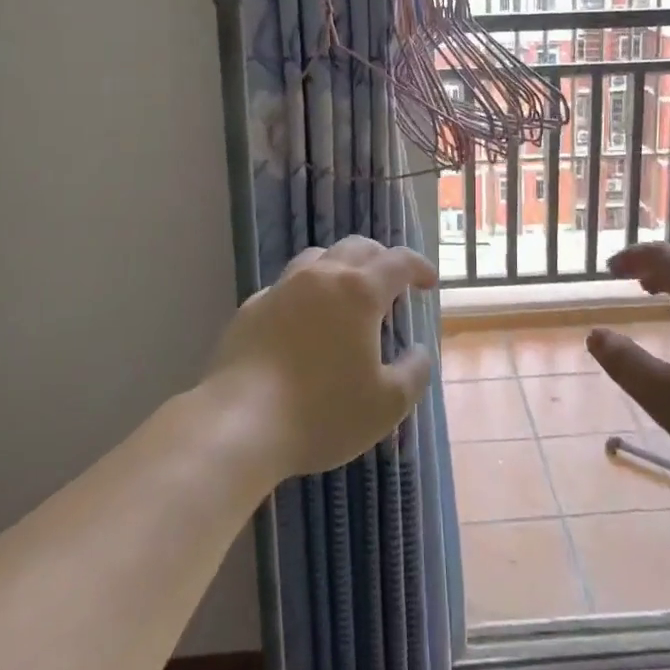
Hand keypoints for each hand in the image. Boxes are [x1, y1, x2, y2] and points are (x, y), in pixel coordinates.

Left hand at [206, 237, 437, 480]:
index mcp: (359, 292)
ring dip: (341, 266)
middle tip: (392, 283)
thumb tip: (418, 351)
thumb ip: (413, 373)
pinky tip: (304, 320)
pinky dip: (305, 292)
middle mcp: (321, 277)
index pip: (399, 262)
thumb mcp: (387, 405)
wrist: (240, 423)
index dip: (419, 267)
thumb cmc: (322, 412)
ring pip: (318, 258)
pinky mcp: (252, 307)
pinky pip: (286, 286)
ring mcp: (282, 288)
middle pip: (358, 247)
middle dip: (381, 259)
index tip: (429, 282)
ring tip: (347, 292)